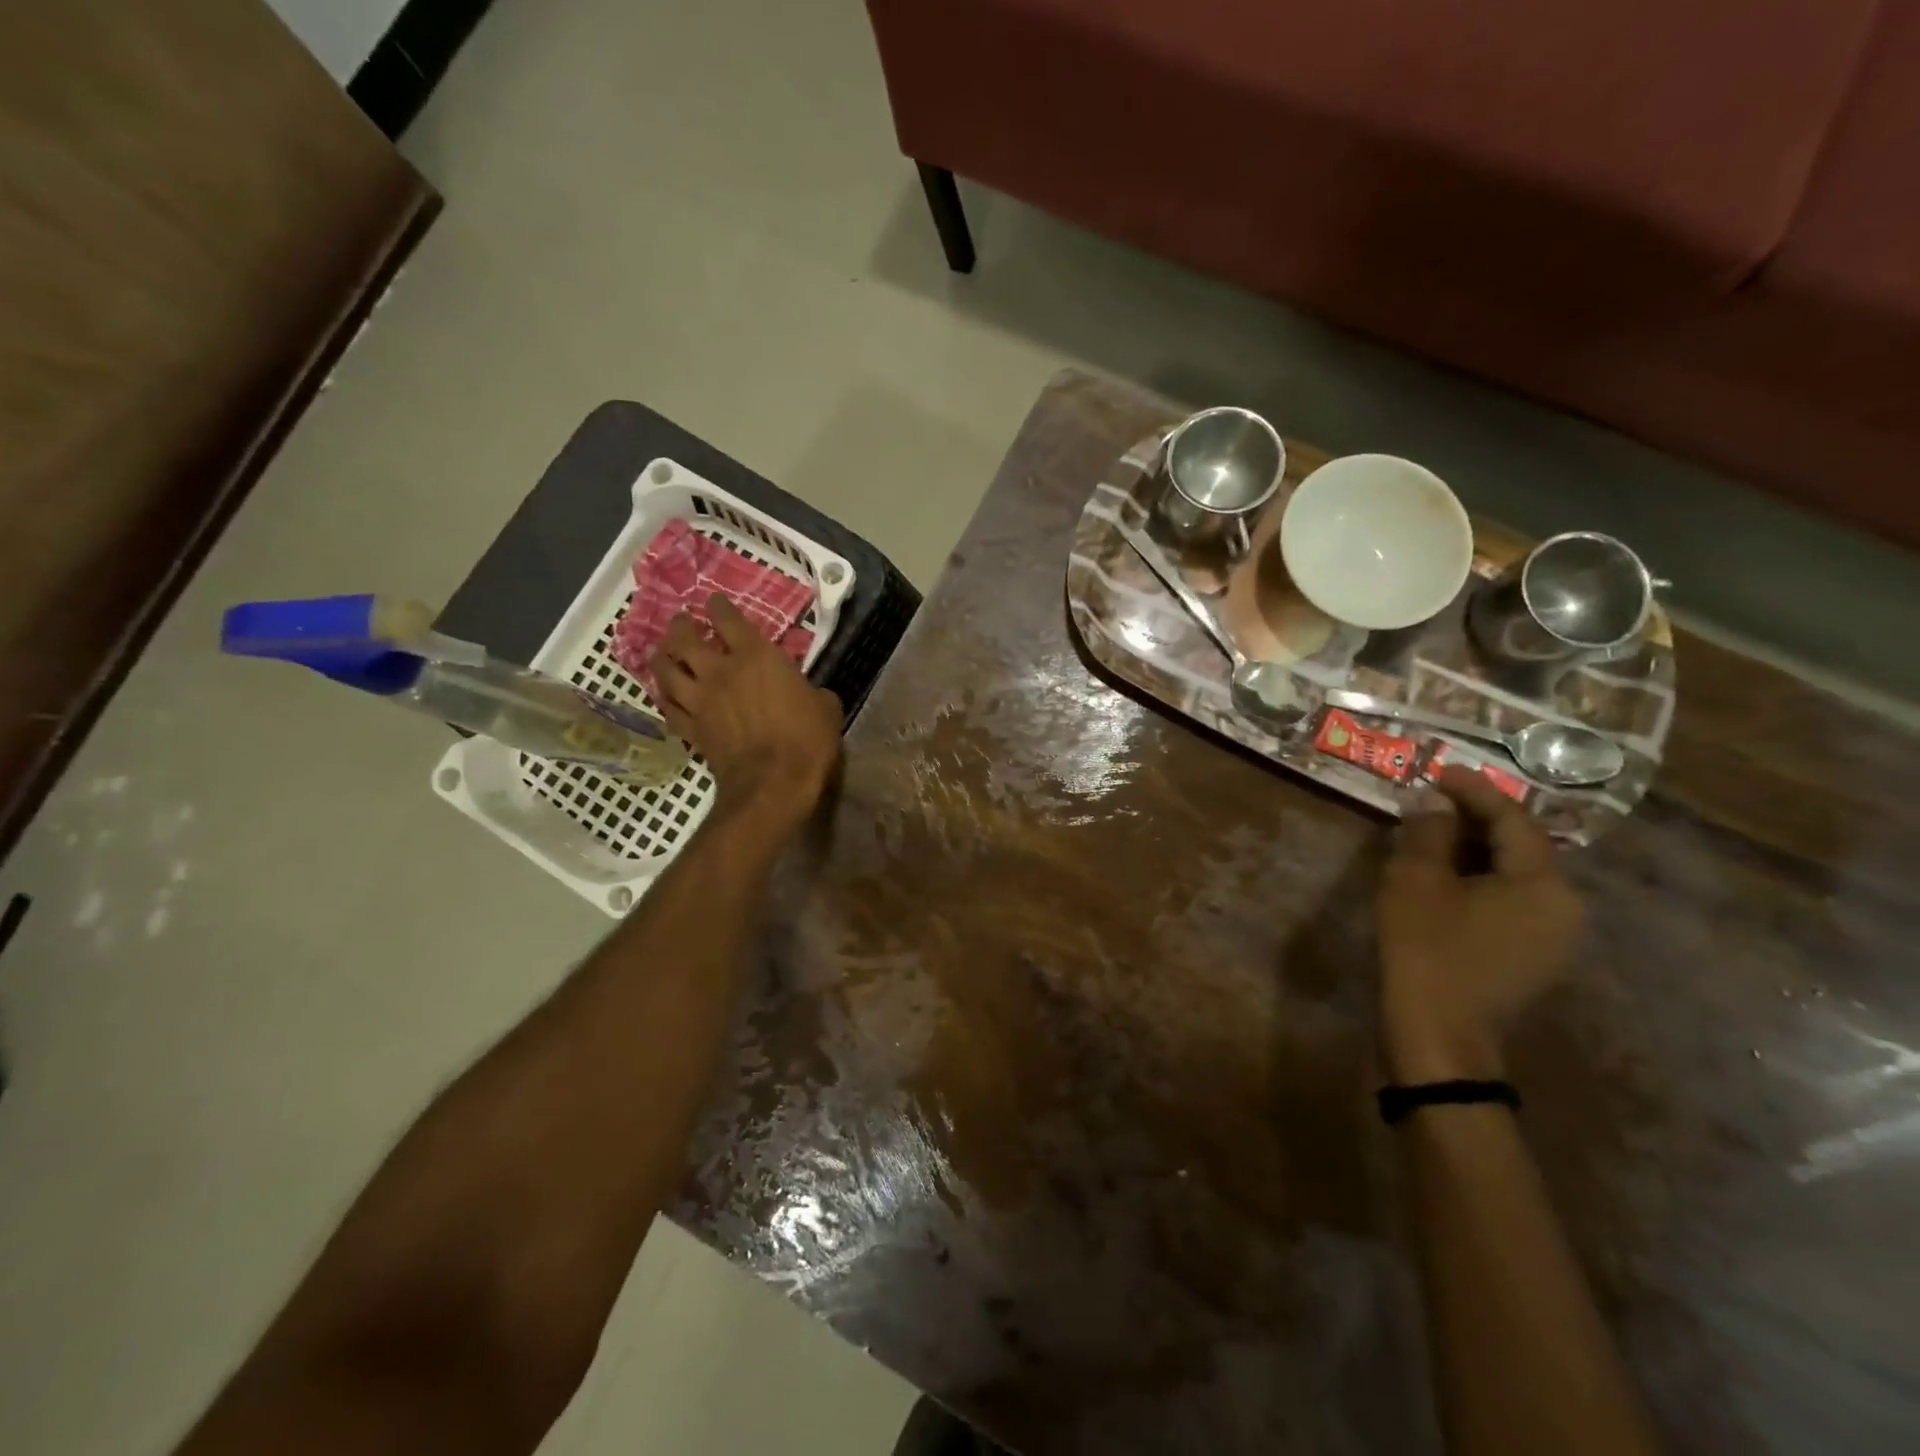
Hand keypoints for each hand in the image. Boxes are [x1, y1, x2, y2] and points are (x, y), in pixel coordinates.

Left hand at [650, 595, 842, 831]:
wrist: (773, 783)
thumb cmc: (806, 740)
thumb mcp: (825, 708)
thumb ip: (812, 693)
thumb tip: (810, 695)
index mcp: (756, 657)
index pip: (728, 619)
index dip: (718, 607)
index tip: (715, 602)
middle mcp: (720, 672)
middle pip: (685, 640)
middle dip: (680, 627)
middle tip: (681, 623)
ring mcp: (700, 701)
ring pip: (666, 672)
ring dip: (661, 659)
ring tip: (662, 655)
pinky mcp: (691, 730)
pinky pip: (668, 709)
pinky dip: (664, 700)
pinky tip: (665, 697)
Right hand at [1377, 768, 1583, 1083]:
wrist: (1438, 1038)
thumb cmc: (1427, 951)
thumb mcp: (1416, 881)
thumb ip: (1429, 832)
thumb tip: (1433, 800)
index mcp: (1544, 884)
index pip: (1513, 819)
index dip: (1474, 790)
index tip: (1438, 770)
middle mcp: (1564, 907)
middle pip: (1520, 846)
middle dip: (1473, 819)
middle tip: (1429, 801)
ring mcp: (1552, 938)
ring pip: (1513, 875)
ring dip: (1472, 850)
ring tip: (1428, 835)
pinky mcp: (1531, 959)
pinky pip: (1509, 901)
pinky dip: (1477, 880)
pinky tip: (1441, 877)